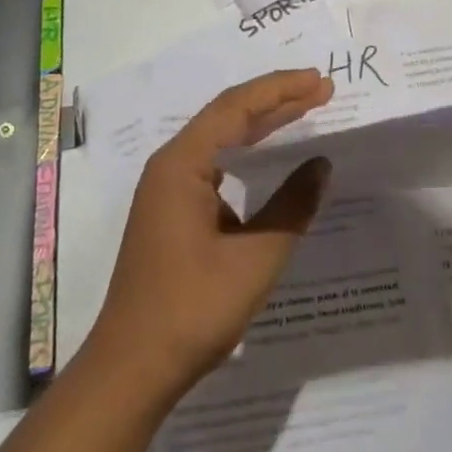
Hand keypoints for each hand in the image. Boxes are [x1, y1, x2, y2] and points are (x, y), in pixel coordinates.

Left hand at [84, 68, 334, 398]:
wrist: (131, 370)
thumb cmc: (192, 310)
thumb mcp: (255, 258)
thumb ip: (292, 206)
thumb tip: (321, 165)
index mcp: (182, 164)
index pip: (236, 107)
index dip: (280, 89)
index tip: (318, 81)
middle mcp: (171, 165)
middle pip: (228, 116)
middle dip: (275, 100)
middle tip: (320, 90)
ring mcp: (168, 189)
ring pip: (220, 140)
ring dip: (262, 125)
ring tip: (303, 111)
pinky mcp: (171, 211)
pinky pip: (214, 165)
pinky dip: (246, 154)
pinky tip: (268, 160)